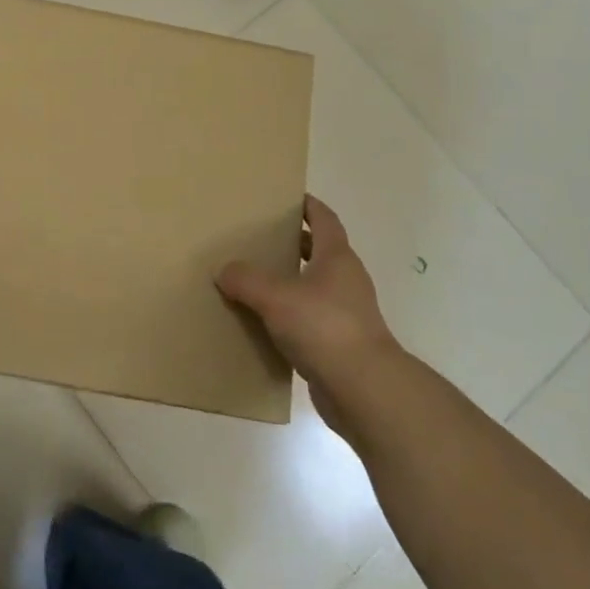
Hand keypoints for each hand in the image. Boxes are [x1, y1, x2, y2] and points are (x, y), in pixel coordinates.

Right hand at [217, 196, 403, 432]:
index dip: (309, 206)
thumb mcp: (276, 297)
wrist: (364, 390)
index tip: (289, 198)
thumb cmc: (324, 327)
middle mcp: (346, 281)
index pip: (325, 220)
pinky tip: (266, 324)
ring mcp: (347, 314)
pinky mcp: (341, 345)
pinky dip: (292, 316)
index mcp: (337, 258)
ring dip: (292, 282)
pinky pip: (312, 320)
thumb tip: (225, 271)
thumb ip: (246, 279)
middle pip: (321, 252)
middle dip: (295, 244)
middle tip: (262, 240)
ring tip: (257, 282)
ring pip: (315, 288)